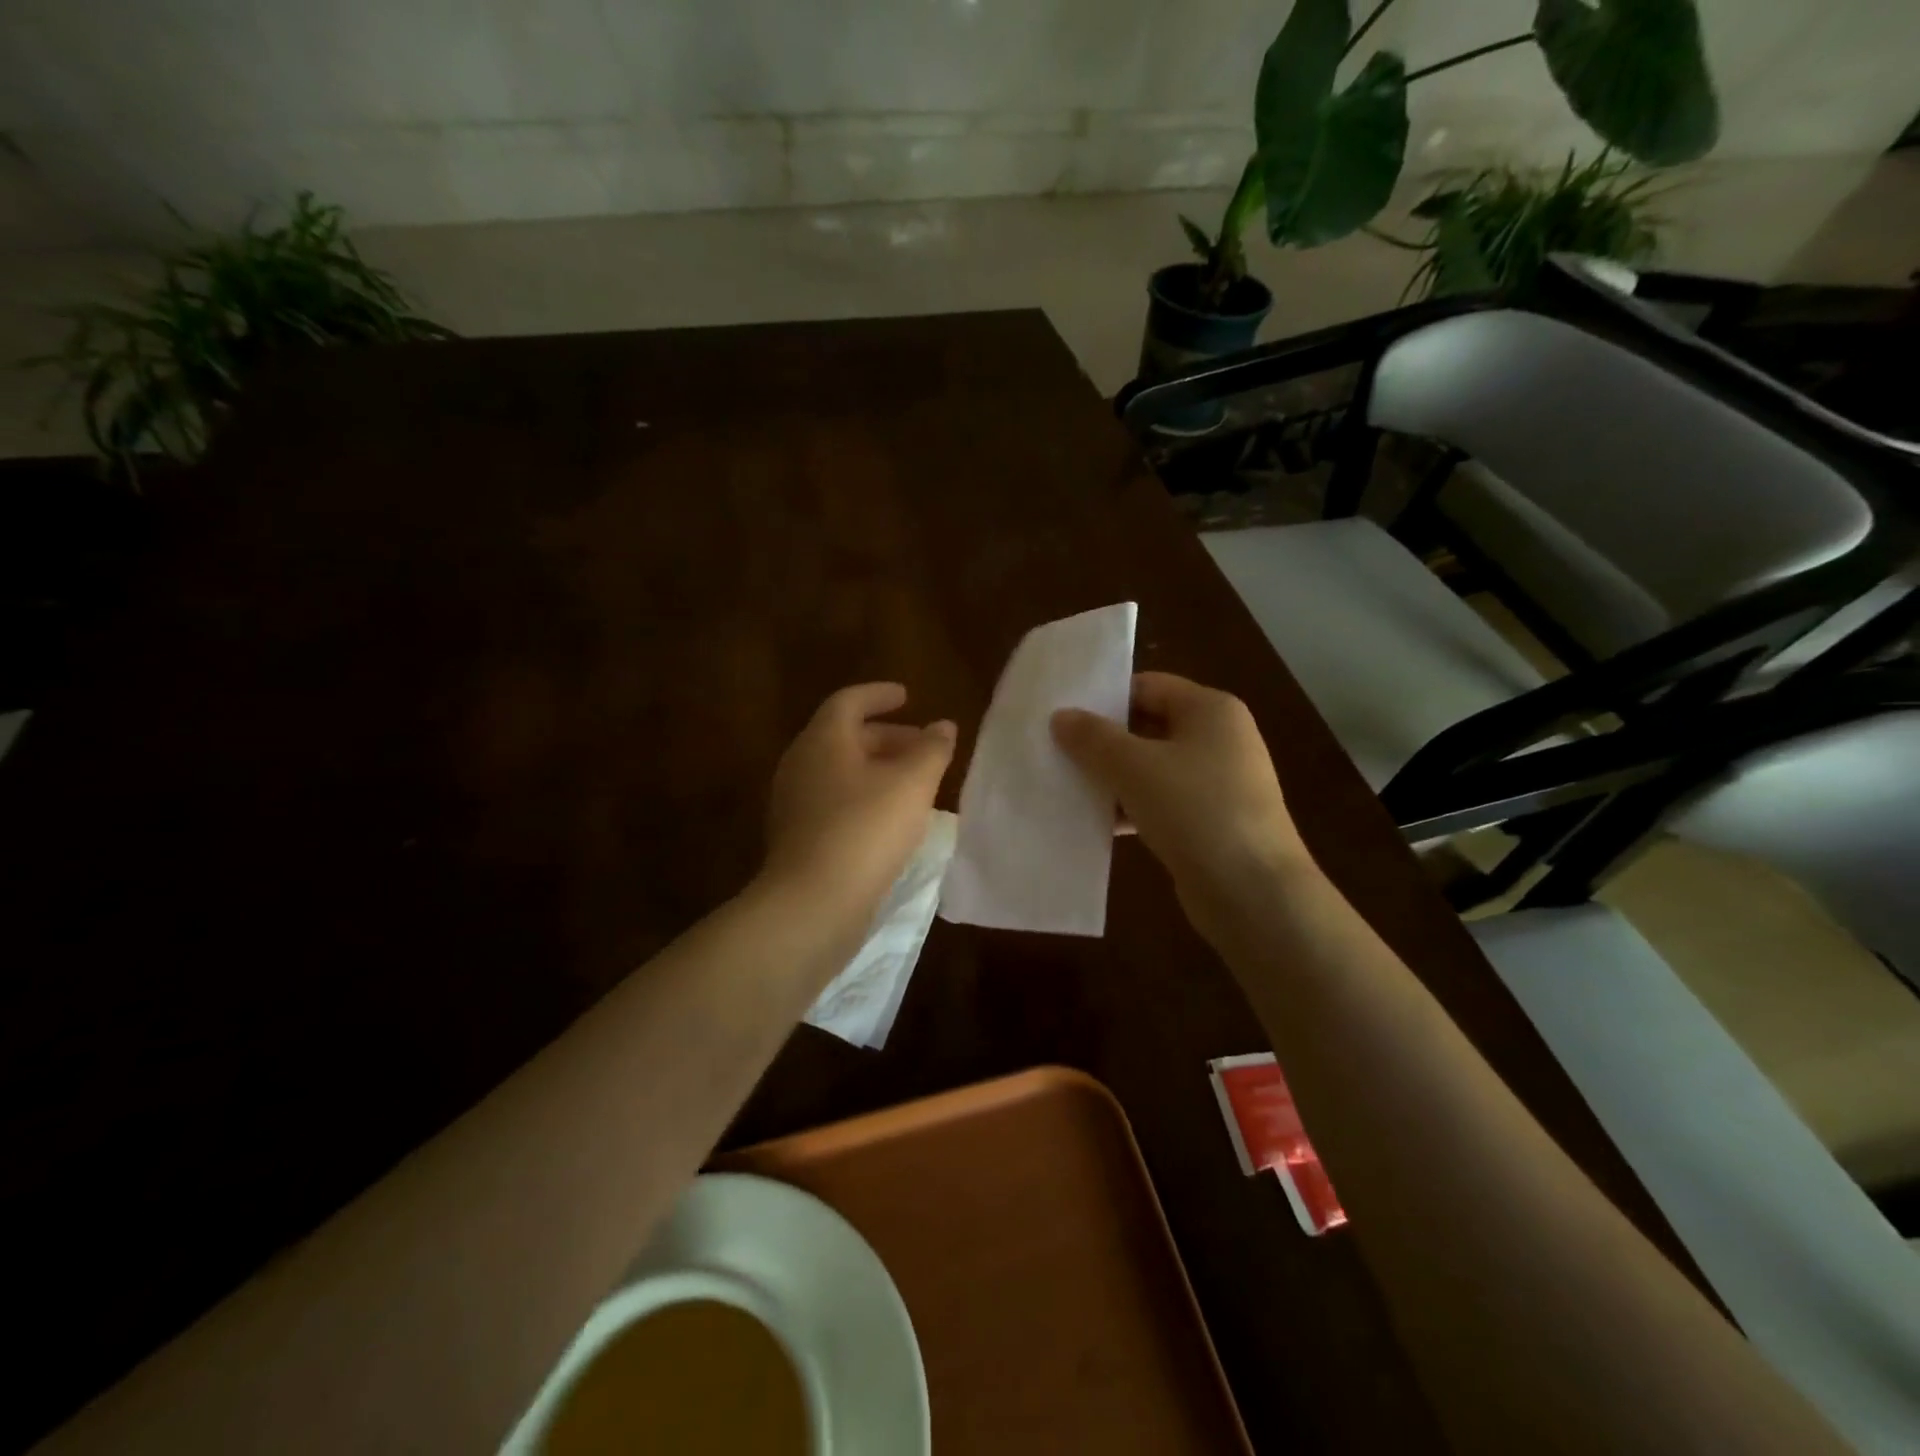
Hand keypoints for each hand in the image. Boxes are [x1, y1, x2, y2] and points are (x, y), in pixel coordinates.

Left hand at [762, 683, 956, 921]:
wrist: (813, 903)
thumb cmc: (865, 830)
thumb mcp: (912, 784)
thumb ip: (932, 750)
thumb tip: (943, 726)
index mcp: (823, 740)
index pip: (849, 701)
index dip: (880, 695)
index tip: (908, 697)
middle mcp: (801, 764)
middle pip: (844, 736)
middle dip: (887, 736)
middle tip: (922, 745)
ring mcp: (794, 802)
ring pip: (840, 771)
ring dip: (877, 769)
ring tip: (914, 782)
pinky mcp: (798, 837)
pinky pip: (835, 801)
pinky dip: (864, 796)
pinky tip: (891, 819)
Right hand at [1051, 672, 1311, 939]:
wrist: (1253, 891)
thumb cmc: (1195, 810)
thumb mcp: (1134, 767)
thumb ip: (1094, 738)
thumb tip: (1061, 716)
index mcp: (1211, 710)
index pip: (1148, 686)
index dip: (1105, 697)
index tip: (1063, 714)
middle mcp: (1219, 738)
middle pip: (1149, 726)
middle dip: (1104, 740)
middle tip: (1057, 750)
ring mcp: (1218, 782)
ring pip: (1152, 767)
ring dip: (1114, 777)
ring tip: (1067, 786)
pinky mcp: (1211, 821)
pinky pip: (1162, 802)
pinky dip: (1132, 807)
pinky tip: (1098, 822)